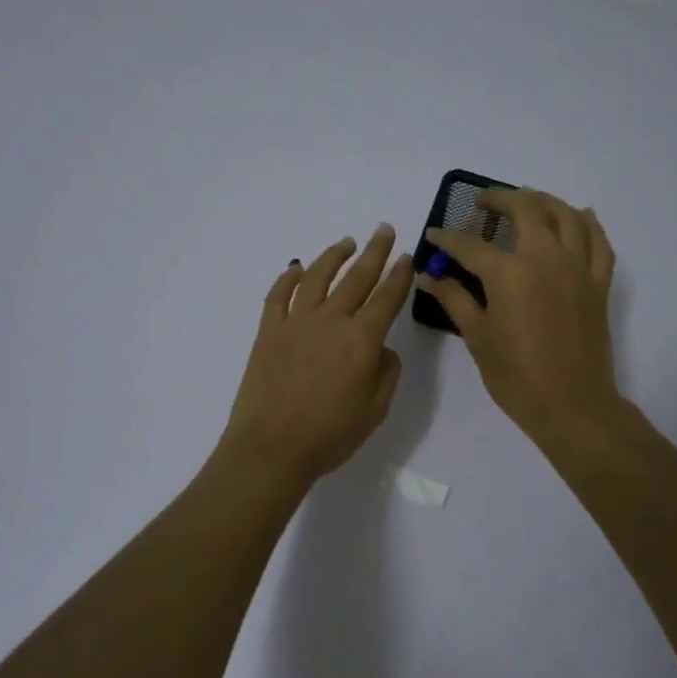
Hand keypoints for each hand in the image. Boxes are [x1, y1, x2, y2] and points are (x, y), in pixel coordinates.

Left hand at [221, 226, 416, 483]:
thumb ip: (385, 372)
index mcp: (362, 340)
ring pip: (317, 277)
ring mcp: (296, 322)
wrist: (271, 447)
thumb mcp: (375, 410)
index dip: (400, 275)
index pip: (387, 297)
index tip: (408, 256)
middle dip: (374, 252)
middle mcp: (331, 320)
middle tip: (384, 230)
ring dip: (334, 256)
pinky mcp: (269, 331)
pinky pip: (278, 295)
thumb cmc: (330, 435)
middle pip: (357, 277)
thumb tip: (380, 347)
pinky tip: (296, 268)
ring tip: (346, 242)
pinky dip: (288, 278)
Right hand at [417, 189, 621, 437]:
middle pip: (526, 210)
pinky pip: (598, 242)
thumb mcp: (478, 337)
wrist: (572, 406)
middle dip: (500, 200)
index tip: (434, 235)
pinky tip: (579, 215)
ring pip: (565, 215)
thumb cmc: (516, 376)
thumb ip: (455, 299)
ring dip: (543, 201)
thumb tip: (428, 277)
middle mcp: (546, 258)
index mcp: (510, 273)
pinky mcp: (599, 283)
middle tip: (482, 203)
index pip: (471, 245)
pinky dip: (588, 223)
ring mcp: (578, 268)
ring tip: (526, 201)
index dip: (448, 239)